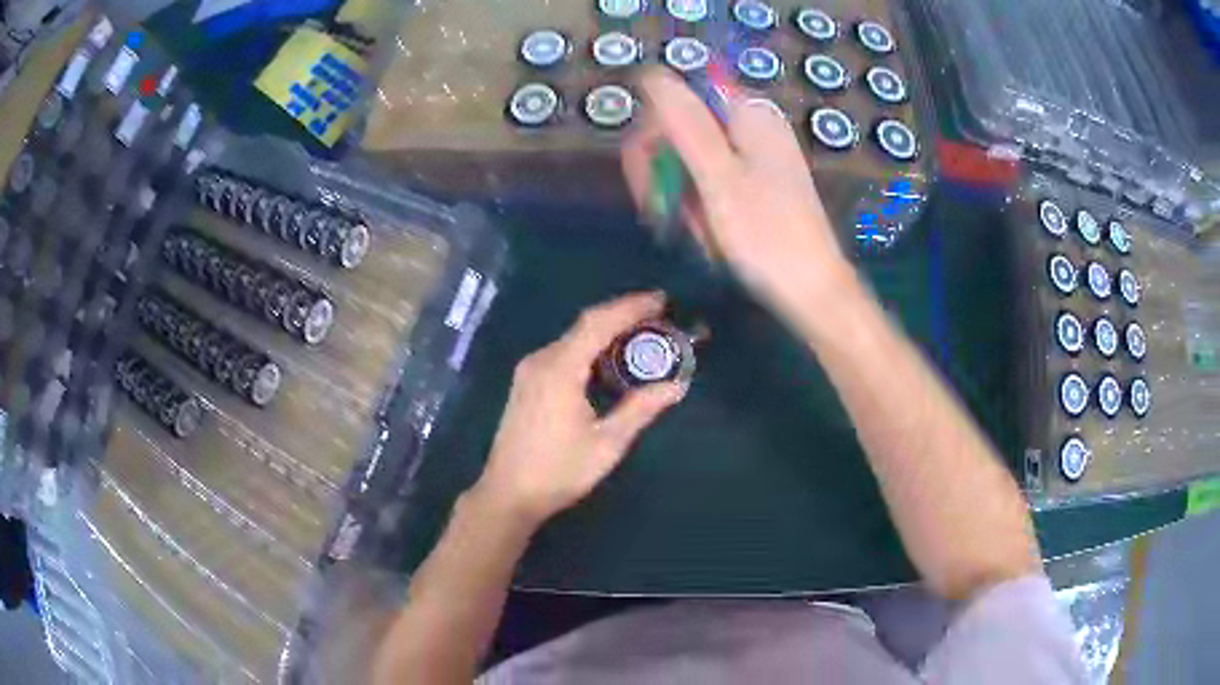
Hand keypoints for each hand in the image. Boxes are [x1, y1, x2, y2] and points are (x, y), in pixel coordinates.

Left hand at [470, 292, 685, 528]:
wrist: (508, 494)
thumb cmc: (558, 472)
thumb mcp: (607, 443)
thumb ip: (641, 409)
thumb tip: (677, 385)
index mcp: (560, 369)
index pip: (598, 323)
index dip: (631, 307)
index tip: (662, 299)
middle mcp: (541, 360)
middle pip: (585, 324)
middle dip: (622, 315)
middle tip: (659, 315)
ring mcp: (530, 370)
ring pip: (573, 337)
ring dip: (607, 331)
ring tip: (642, 332)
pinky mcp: (527, 382)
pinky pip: (564, 352)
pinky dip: (590, 346)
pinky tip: (610, 358)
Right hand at [622, 69, 861, 335]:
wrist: (812, 290)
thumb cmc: (765, 235)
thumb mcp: (718, 175)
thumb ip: (684, 121)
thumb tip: (651, 73)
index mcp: (747, 112)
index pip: (678, 96)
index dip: (655, 132)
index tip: (647, 175)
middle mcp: (752, 124)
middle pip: (683, 126)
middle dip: (665, 168)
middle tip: (661, 211)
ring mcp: (756, 154)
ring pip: (692, 157)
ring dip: (681, 193)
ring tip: (695, 229)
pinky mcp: (757, 181)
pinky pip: (711, 179)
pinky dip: (701, 204)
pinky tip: (708, 231)